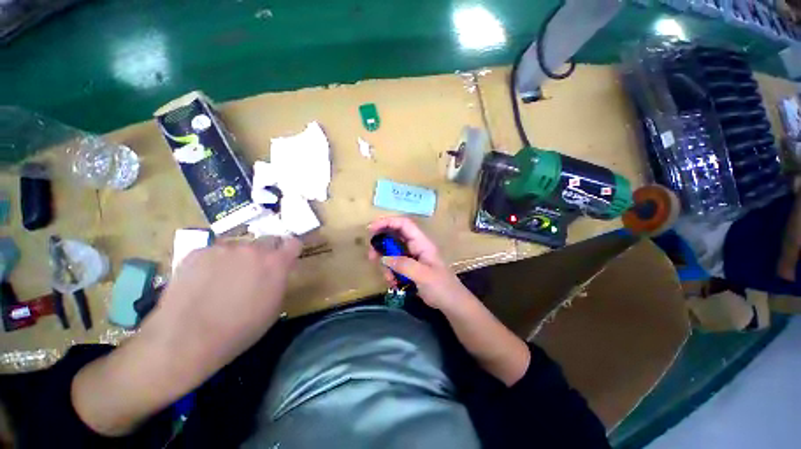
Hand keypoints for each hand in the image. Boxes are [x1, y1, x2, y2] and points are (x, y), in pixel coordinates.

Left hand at [72, 236, 300, 435]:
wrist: (186, 339)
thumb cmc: (239, 329)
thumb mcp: (273, 307)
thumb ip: (279, 281)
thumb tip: (276, 272)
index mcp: (276, 263)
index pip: (293, 243)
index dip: (289, 251)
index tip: (285, 259)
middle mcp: (253, 249)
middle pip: (266, 242)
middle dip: (264, 255)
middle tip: (252, 273)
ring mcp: (223, 248)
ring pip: (238, 247)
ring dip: (237, 259)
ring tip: (221, 281)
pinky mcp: (197, 252)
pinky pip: (213, 253)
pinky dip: (213, 263)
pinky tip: (202, 283)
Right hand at [368, 216, 473, 310]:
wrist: (452, 303)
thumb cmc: (442, 287)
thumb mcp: (423, 276)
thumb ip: (404, 265)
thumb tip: (384, 258)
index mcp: (422, 243)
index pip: (404, 224)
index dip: (387, 222)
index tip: (371, 229)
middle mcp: (416, 246)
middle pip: (395, 235)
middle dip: (381, 244)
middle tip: (371, 256)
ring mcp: (412, 256)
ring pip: (392, 251)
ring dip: (385, 263)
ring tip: (388, 277)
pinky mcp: (410, 267)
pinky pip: (395, 264)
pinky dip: (390, 272)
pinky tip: (393, 283)